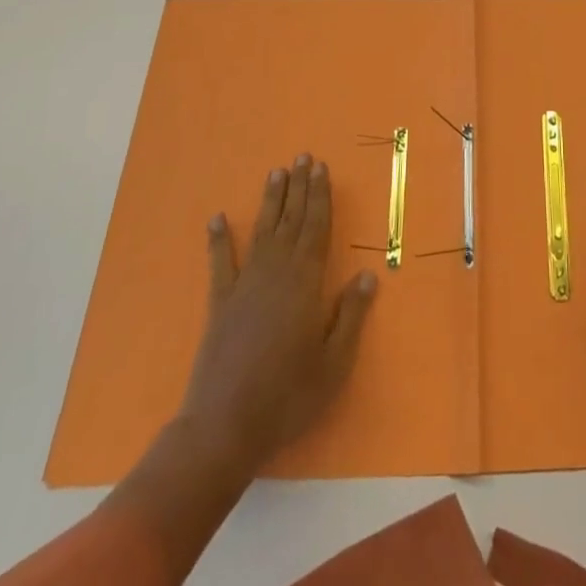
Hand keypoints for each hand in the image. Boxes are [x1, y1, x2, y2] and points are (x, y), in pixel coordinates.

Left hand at [176, 154, 377, 475]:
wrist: (223, 428)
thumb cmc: (287, 396)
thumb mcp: (334, 363)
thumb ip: (351, 316)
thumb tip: (368, 275)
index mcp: (305, 282)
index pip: (317, 227)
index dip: (320, 196)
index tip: (322, 168)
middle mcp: (276, 272)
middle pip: (291, 220)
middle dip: (298, 187)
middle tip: (302, 157)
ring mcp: (244, 285)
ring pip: (262, 231)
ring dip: (269, 201)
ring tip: (275, 172)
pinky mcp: (220, 303)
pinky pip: (221, 263)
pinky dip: (219, 240)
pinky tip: (216, 219)